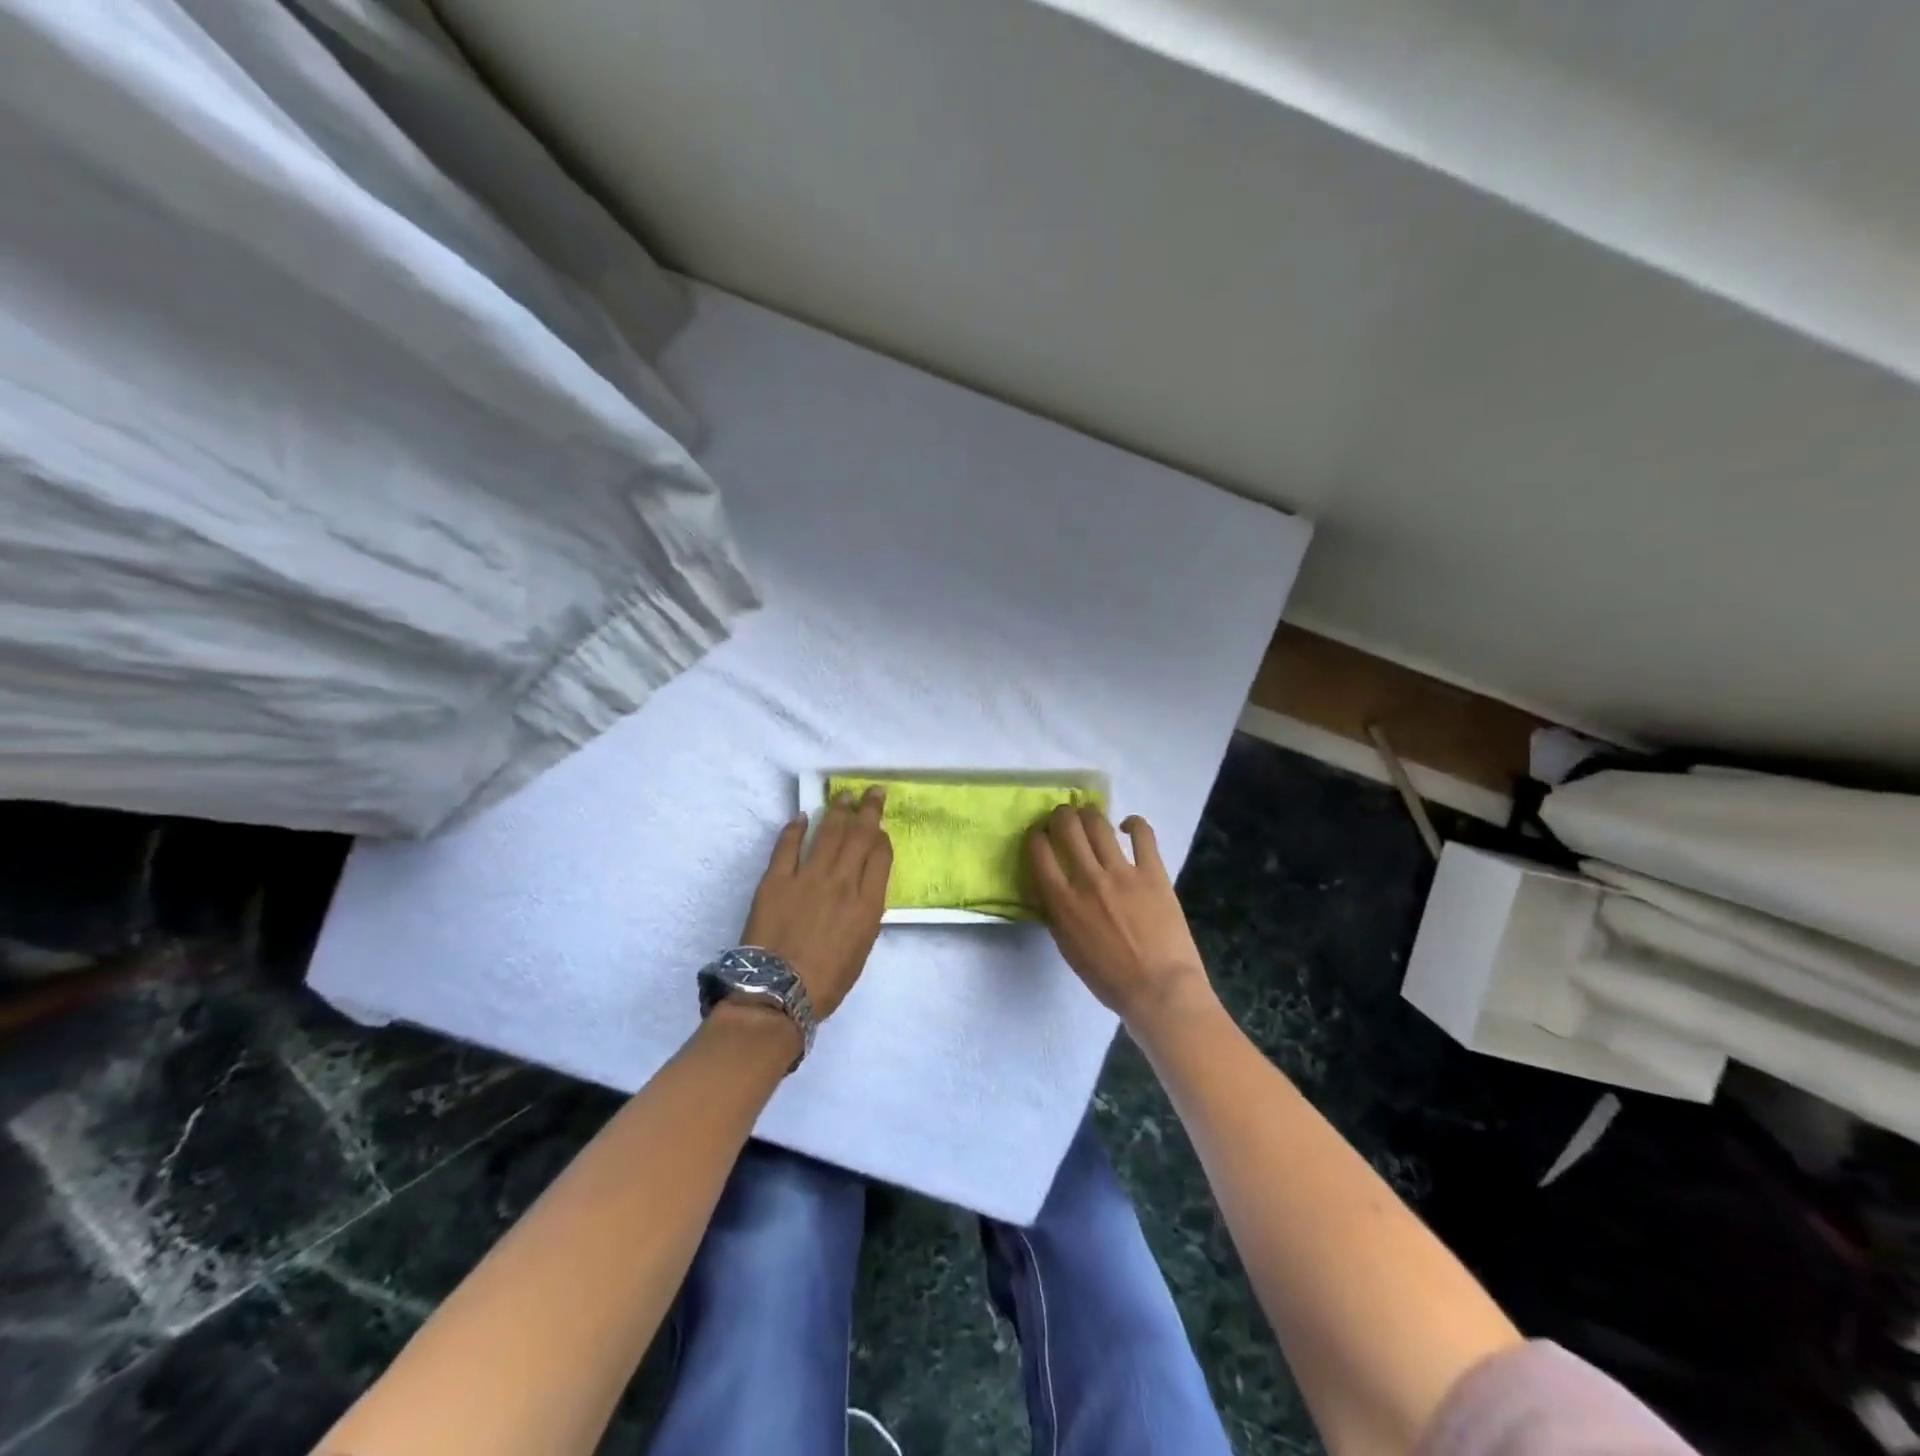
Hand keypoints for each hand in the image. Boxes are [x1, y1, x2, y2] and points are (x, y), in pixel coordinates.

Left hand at [740, 787, 891, 1018]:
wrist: (777, 992)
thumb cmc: (826, 982)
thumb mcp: (861, 949)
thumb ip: (865, 914)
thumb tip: (862, 888)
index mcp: (867, 904)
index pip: (880, 857)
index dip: (882, 838)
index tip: (880, 829)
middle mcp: (842, 882)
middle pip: (859, 836)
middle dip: (868, 810)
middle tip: (871, 791)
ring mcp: (808, 877)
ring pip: (828, 833)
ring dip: (837, 811)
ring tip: (843, 796)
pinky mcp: (776, 879)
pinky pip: (788, 845)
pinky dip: (796, 828)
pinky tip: (802, 817)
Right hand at [1029, 807, 1215, 1031]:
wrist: (1159, 990)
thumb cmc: (1109, 979)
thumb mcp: (1067, 949)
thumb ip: (1054, 914)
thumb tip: (1044, 889)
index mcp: (1062, 901)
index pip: (1038, 851)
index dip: (1035, 836)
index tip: (1038, 836)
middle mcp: (1088, 878)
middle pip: (1067, 826)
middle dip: (1060, 815)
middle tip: (1063, 819)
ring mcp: (1122, 872)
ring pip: (1098, 824)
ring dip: (1089, 814)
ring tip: (1089, 817)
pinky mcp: (1153, 872)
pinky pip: (1143, 834)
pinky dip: (1133, 823)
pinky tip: (1127, 825)